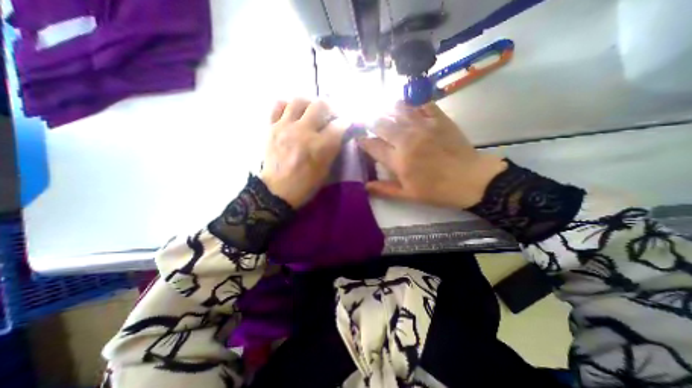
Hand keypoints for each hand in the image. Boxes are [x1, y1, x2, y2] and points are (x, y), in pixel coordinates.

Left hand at [260, 99, 345, 209]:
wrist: (276, 191)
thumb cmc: (305, 184)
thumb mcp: (326, 170)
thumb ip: (333, 149)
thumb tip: (339, 133)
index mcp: (320, 146)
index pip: (339, 125)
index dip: (345, 123)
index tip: (345, 124)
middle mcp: (303, 132)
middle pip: (321, 105)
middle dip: (330, 108)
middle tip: (330, 116)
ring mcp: (285, 127)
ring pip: (299, 100)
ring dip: (309, 104)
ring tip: (311, 113)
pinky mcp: (271, 127)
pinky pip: (278, 105)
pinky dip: (288, 106)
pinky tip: (292, 114)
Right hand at [359, 100, 505, 209]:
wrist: (470, 179)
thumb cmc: (436, 190)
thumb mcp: (407, 195)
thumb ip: (384, 189)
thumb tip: (365, 186)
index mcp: (398, 160)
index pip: (373, 146)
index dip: (363, 141)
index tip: (359, 139)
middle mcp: (406, 139)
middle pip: (381, 124)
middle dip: (372, 123)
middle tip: (370, 123)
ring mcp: (423, 126)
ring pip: (398, 110)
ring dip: (387, 109)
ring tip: (383, 110)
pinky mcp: (439, 119)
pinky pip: (422, 103)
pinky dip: (412, 102)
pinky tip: (407, 104)